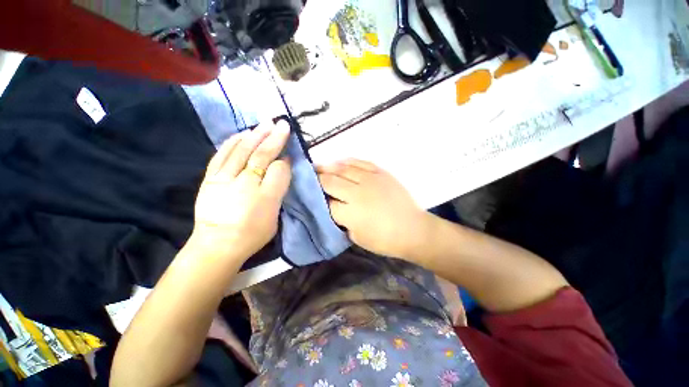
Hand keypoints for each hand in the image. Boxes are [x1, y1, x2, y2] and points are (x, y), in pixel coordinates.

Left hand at [192, 121, 291, 262]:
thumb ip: (279, 191)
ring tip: (266, 123)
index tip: (289, 154)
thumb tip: (282, 167)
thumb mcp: (275, 218)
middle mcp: (245, 185)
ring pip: (242, 151)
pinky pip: (222, 155)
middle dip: (274, 138)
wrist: (217, 245)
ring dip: (256, 135)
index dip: (284, 161)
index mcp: (265, 197)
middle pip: (261, 156)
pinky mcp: (210, 179)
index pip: (278, 170)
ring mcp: (224, 180)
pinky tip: (242, 133)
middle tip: (282, 124)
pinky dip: (233, 142)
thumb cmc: (252, 233)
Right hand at [317, 159, 430, 259]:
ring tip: (319, 166)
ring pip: (343, 168)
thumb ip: (342, 221)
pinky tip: (340, 161)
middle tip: (309, 177)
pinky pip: (360, 162)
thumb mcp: (356, 237)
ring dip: (328, 167)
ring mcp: (370, 180)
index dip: (316, 198)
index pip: (326, 202)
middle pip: (330, 181)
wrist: (413, 229)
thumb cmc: (384, 240)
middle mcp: (357, 193)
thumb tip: (333, 207)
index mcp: (350, 213)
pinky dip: (348, 161)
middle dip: (317, 179)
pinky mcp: (381, 173)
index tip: (309, 195)